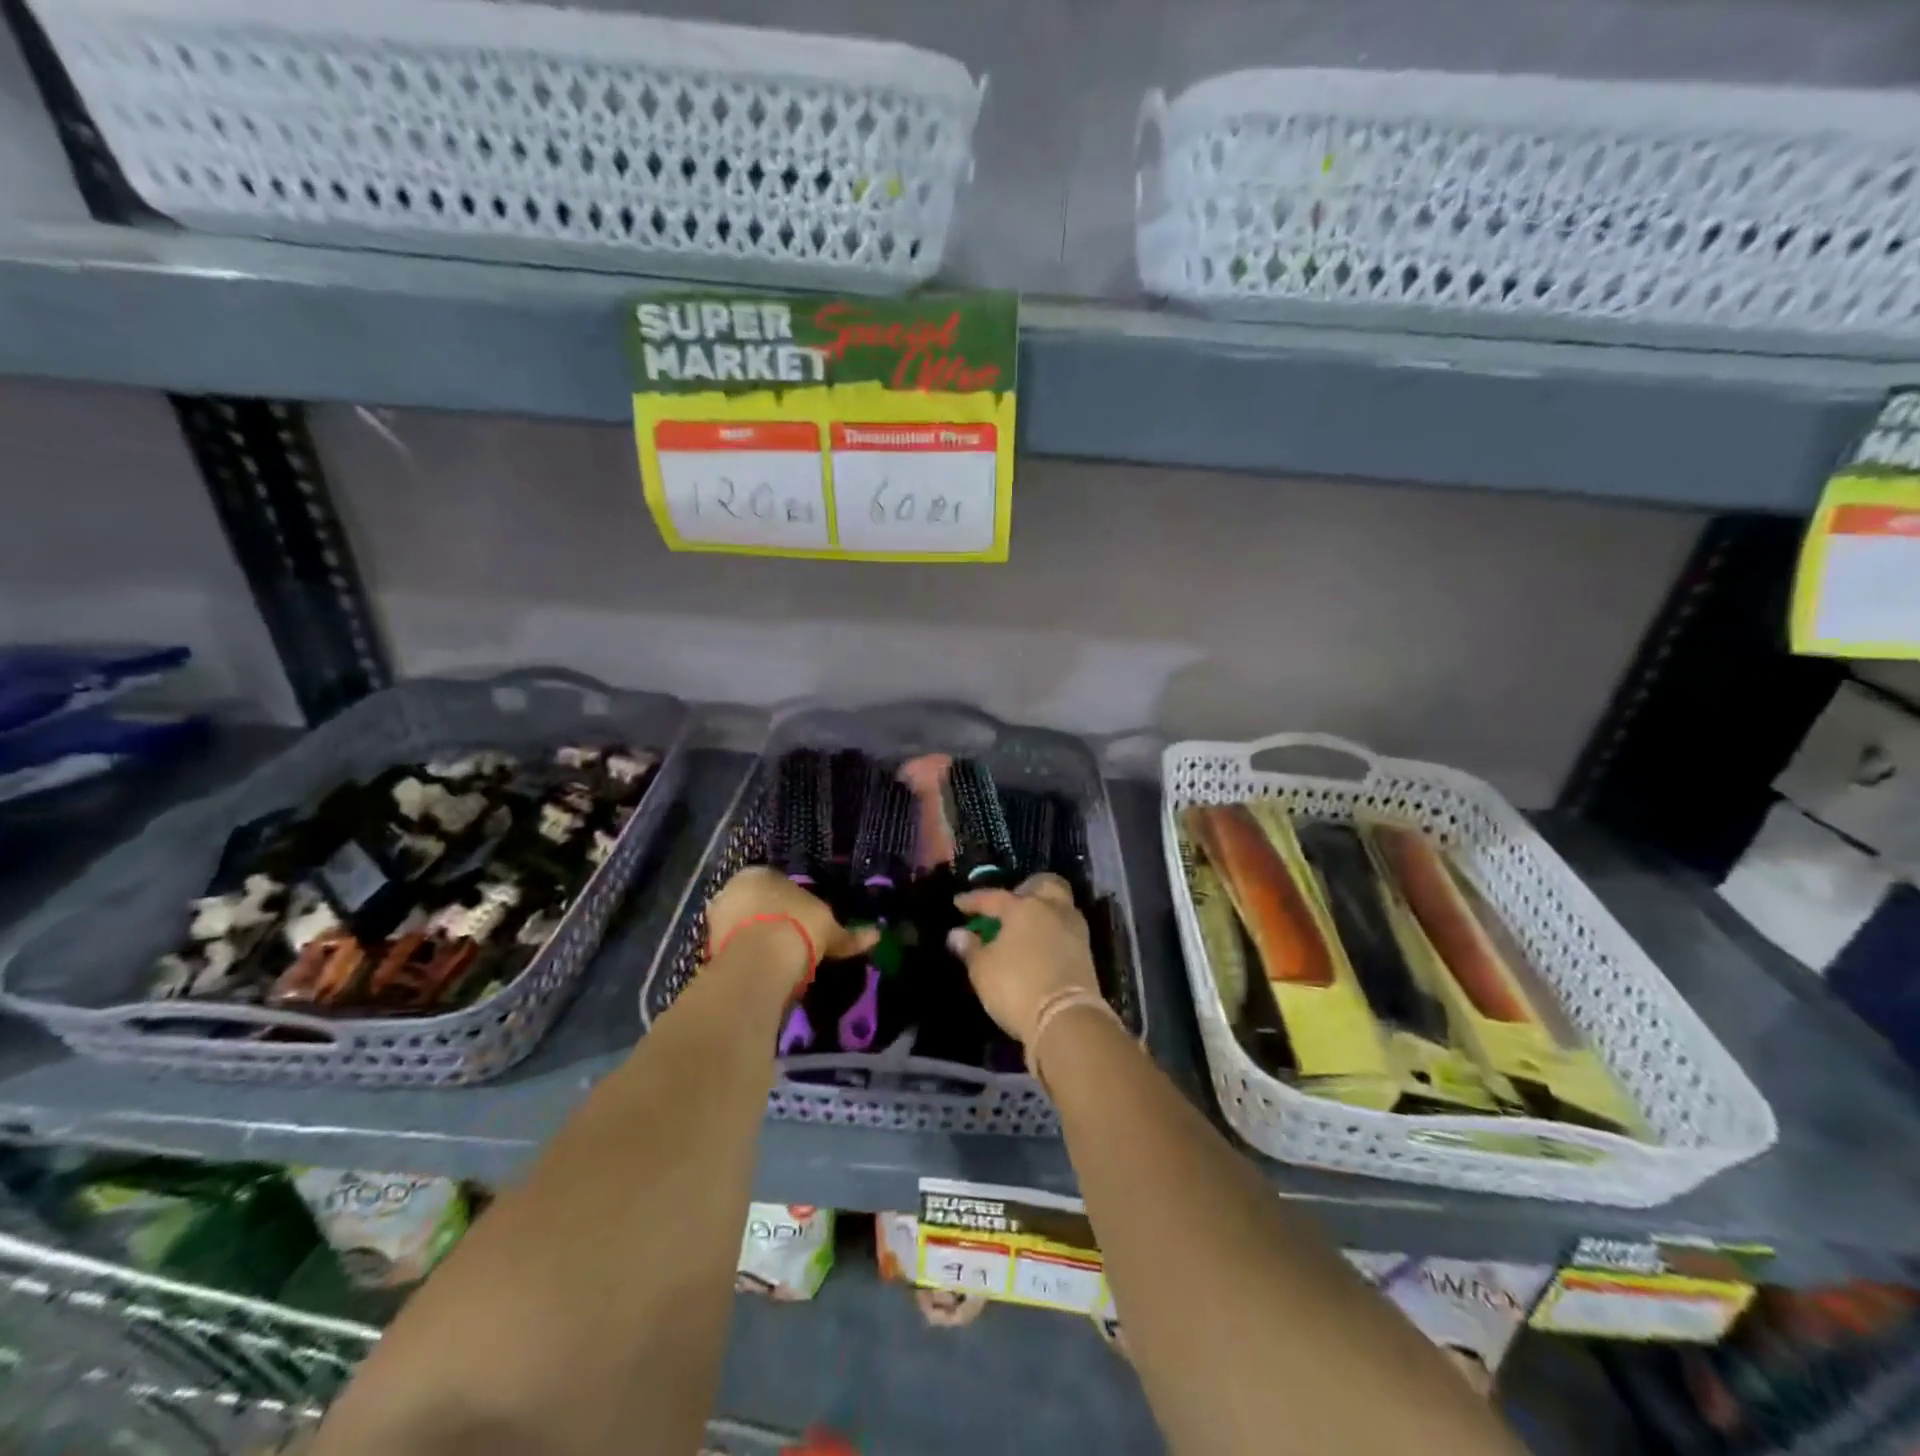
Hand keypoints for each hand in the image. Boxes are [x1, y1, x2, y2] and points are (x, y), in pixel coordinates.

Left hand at [706, 867, 878, 988]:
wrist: (759, 961)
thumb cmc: (798, 927)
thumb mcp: (830, 929)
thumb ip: (849, 935)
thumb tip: (877, 935)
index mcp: (760, 872)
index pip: (776, 882)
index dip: (792, 903)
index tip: (804, 921)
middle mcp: (732, 888)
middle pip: (755, 904)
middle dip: (769, 919)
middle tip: (791, 941)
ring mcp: (716, 918)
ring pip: (741, 927)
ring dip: (755, 940)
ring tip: (777, 962)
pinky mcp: (706, 948)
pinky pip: (733, 950)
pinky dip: (745, 959)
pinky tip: (761, 972)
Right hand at [947, 874, 1099, 1044]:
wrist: (1067, 1018)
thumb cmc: (1017, 987)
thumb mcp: (983, 970)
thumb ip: (970, 948)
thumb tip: (957, 933)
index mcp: (1023, 907)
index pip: (993, 897)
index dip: (973, 901)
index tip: (958, 904)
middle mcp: (1052, 909)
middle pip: (1044, 884)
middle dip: (1026, 889)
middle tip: (1009, 905)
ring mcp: (1074, 929)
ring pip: (1060, 905)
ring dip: (1043, 910)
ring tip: (1024, 928)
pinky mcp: (1086, 951)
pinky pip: (1066, 928)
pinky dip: (1052, 930)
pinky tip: (1039, 945)